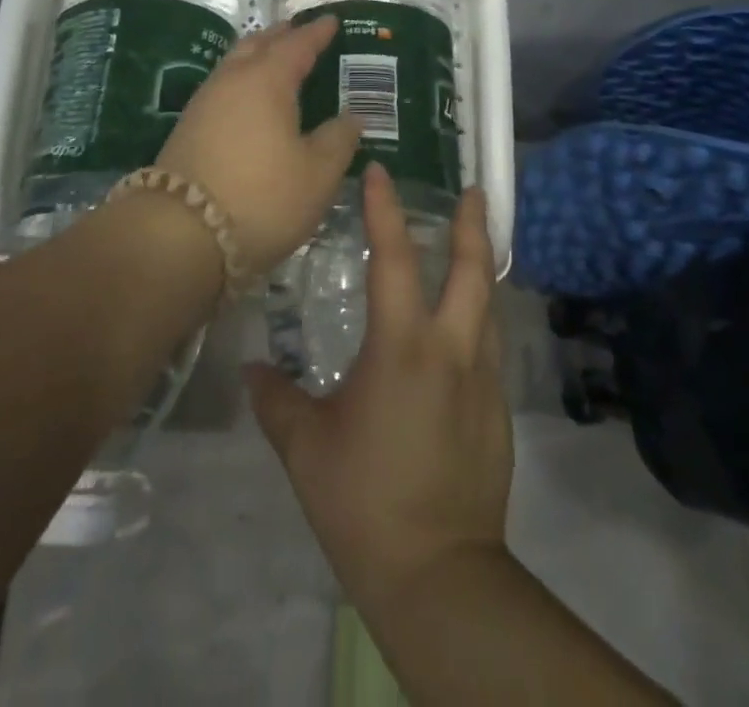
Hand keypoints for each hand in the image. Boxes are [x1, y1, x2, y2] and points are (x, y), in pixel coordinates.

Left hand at [156, 15, 362, 276]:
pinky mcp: (188, 127)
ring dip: (258, 55)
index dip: (318, 33)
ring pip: (235, 64)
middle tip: (302, 32)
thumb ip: (339, 140)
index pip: (298, 45)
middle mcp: (232, 81)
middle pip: (258, 44)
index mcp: (267, 80)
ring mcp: (204, 103)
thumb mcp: (317, 174)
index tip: (332, 21)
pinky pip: (224, 87)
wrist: (179, 234)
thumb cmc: (262, 197)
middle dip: (282, 35)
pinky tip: (251, 100)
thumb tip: (352, 118)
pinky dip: (244, 81)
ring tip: (278, 61)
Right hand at [246, 164, 511, 612]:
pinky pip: (490, 346)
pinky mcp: (497, 411)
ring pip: (490, 305)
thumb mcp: (306, 447)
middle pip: (473, 270)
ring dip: (482, 268)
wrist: (438, 575)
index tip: (381, 172)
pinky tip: (463, 329)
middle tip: (475, 190)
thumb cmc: (363, 501)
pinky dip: (480, 318)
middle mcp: (452, 350)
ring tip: (474, 247)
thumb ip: (276, 400)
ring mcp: (483, 380)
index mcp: (403, 347)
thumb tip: (251, 370)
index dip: (386, 210)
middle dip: (474, 224)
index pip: (394, 258)